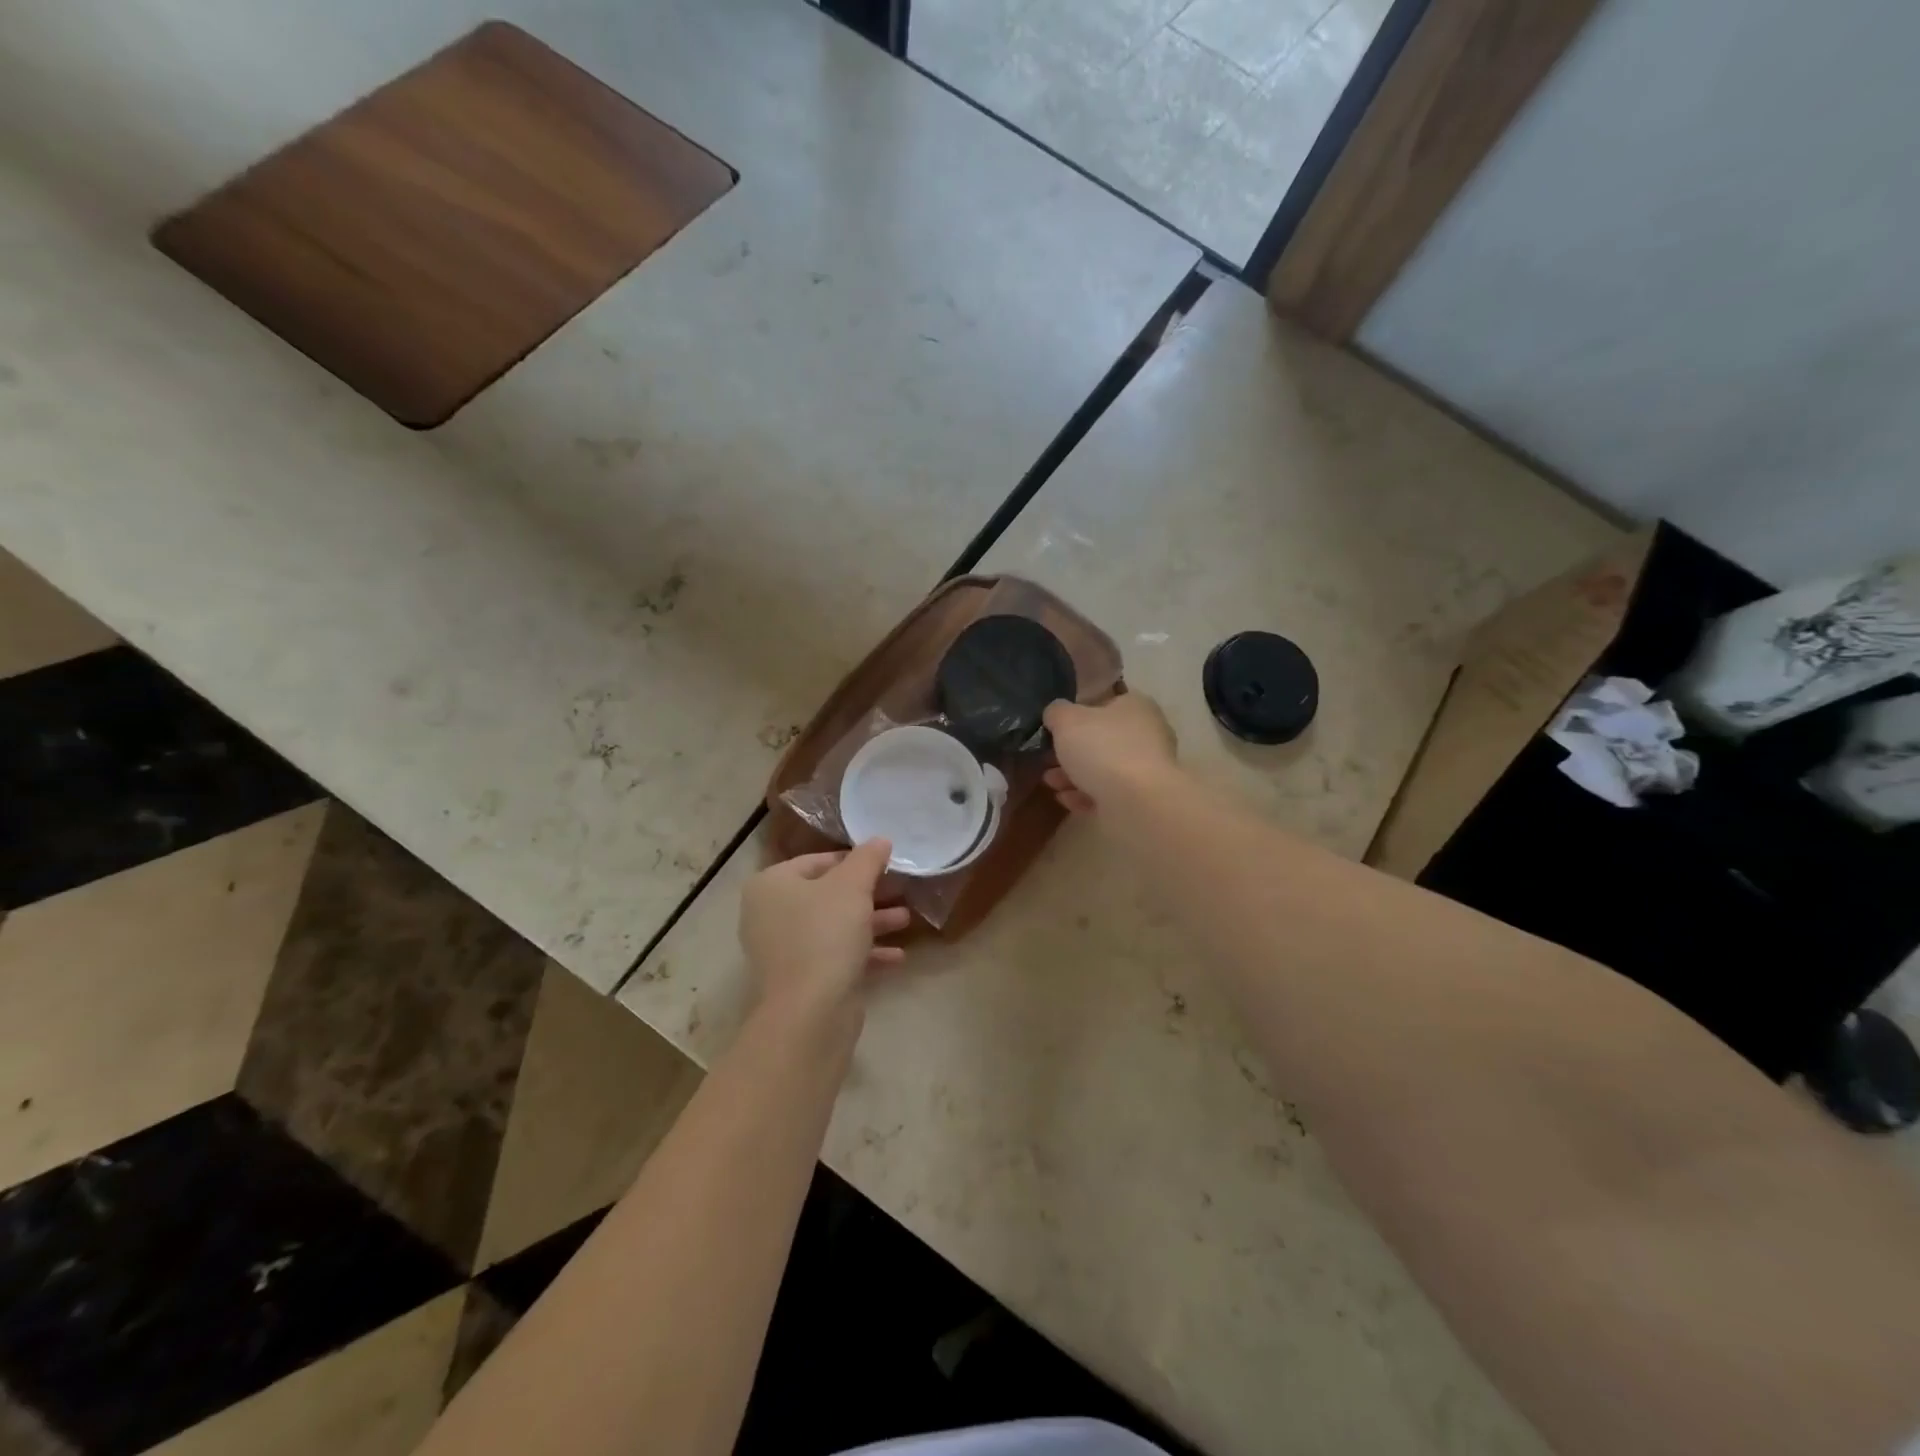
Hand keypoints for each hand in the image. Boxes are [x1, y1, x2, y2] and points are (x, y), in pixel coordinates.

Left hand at [739, 840, 910, 1022]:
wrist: (810, 1013)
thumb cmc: (826, 934)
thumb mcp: (853, 886)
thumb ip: (867, 859)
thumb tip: (880, 840)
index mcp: (771, 885)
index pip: (816, 860)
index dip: (853, 860)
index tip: (885, 863)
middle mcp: (770, 915)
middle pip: (827, 895)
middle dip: (868, 894)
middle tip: (900, 889)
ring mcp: (784, 950)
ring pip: (834, 927)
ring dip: (871, 922)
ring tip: (907, 920)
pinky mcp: (801, 980)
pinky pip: (836, 957)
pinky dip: (864, 953)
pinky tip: (898, 957)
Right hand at [1042, 693, 1178, 814]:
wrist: (1138, 802)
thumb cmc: (1103, 748)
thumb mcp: (1067, 720)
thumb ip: (1056, 712)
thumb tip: (1055, 714)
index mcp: (1136, 706)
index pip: (1104, 703)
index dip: (1076, 715)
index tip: (1054, 729)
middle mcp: (1147, 734)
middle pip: (1100, 740)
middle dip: (1069, 751)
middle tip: (1046, 759)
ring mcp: (1146, 769)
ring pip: (1102, 769)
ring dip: (1071, 775)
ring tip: (1050, 782)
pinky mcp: (1141, 799)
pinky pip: (1108, 793)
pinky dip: (1085, 795)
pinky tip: (1066, 799)